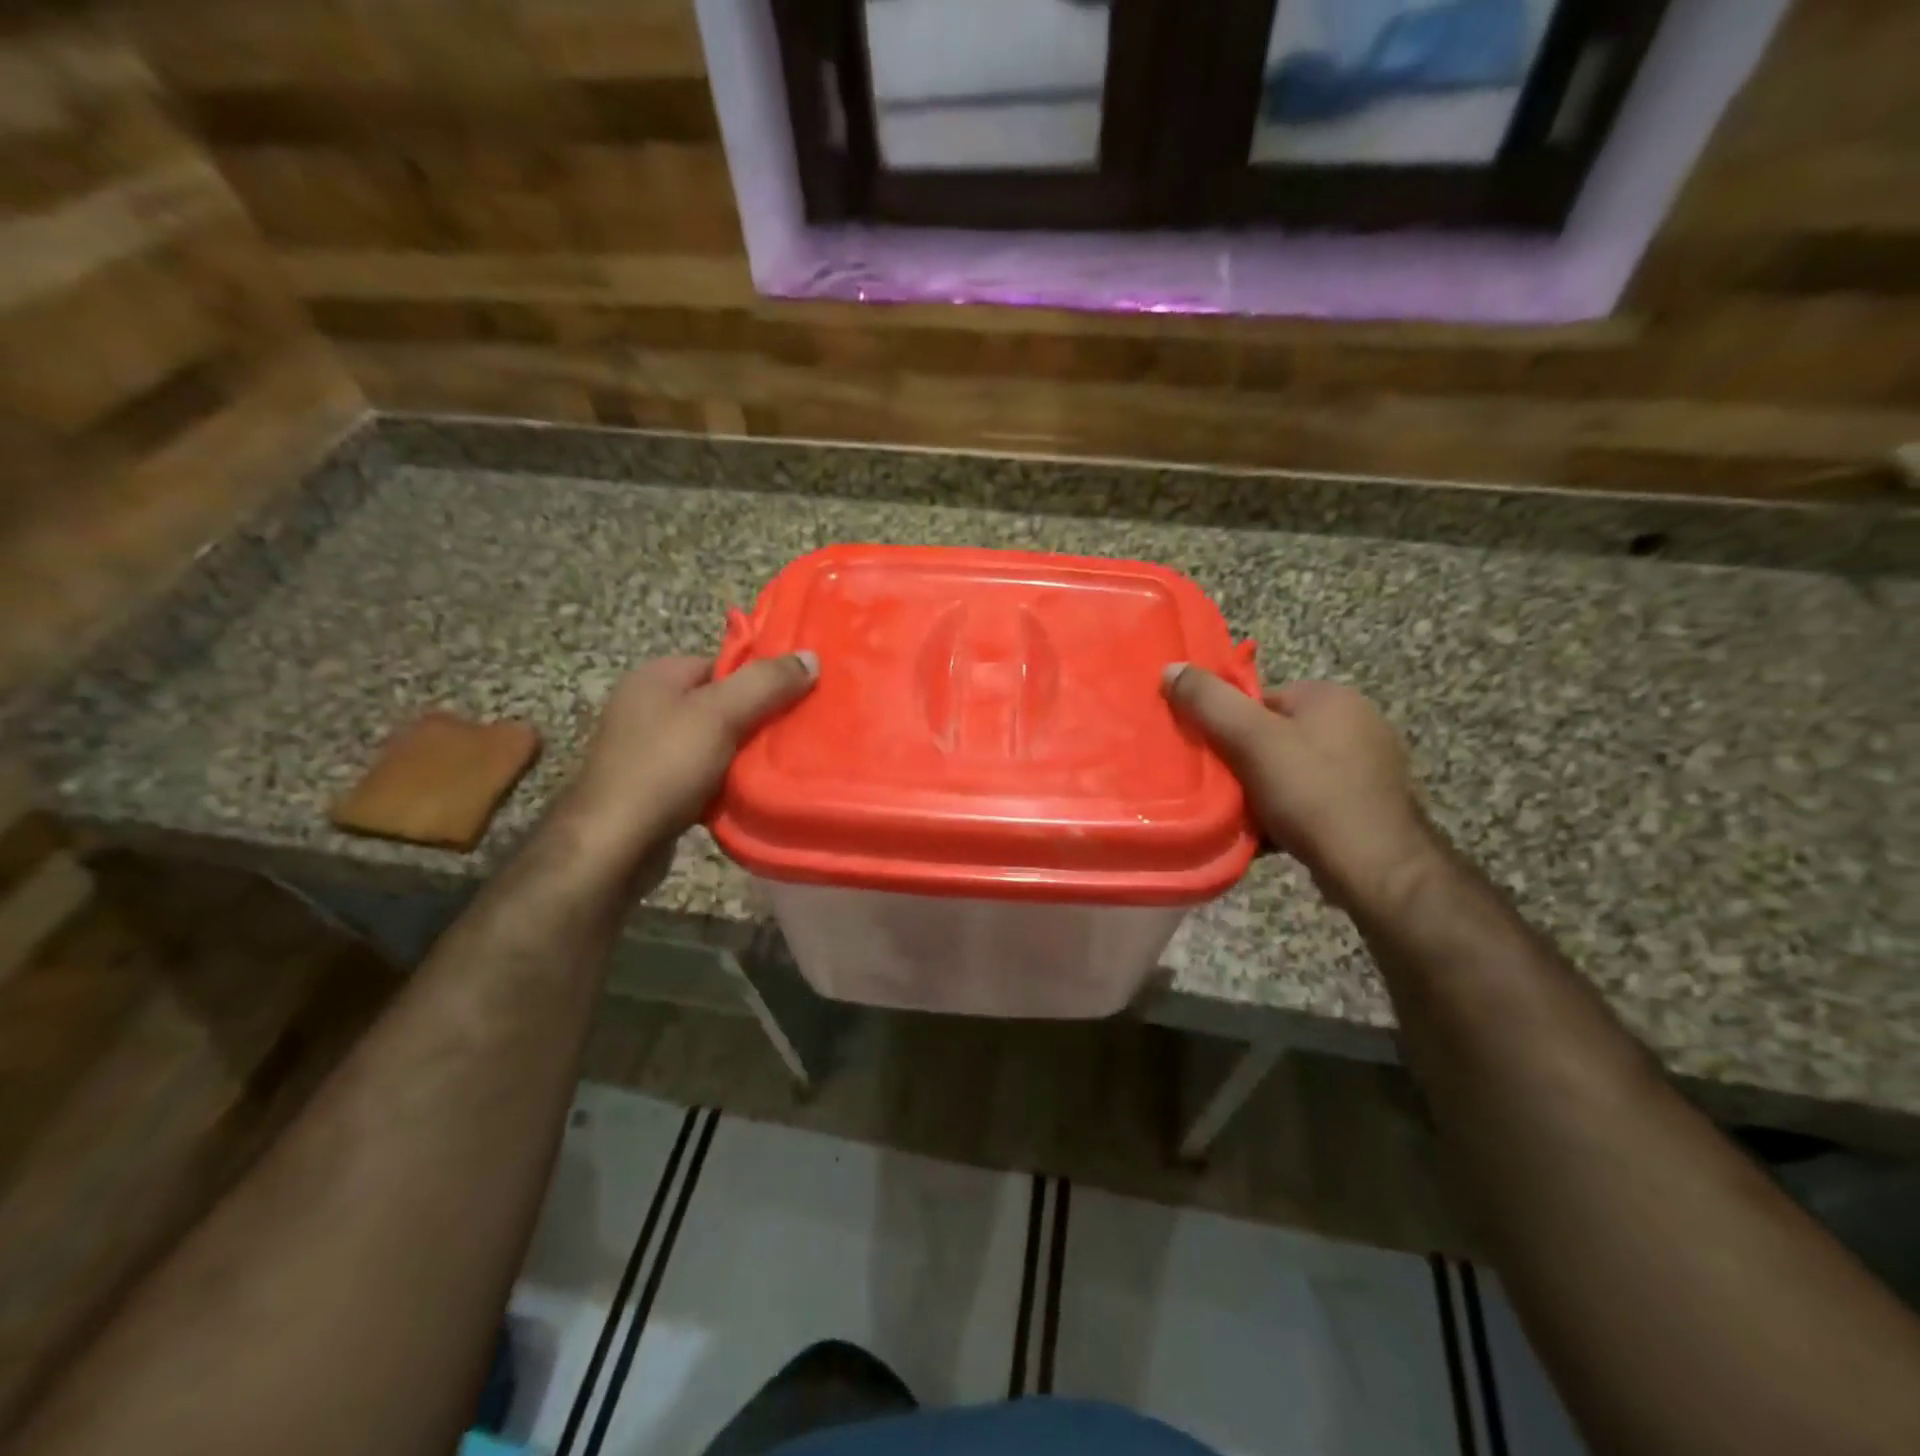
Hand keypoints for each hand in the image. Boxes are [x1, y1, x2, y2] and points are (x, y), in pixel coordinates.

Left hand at [557, 652, 817, 875]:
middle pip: (720, 703)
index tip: (797, 700)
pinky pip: (701, 774)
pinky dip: (724, 782)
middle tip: (794, 736)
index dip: (761, 680)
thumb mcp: (721, 715)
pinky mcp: (651, 786)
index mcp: (657, 676)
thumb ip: (766, 683)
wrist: (613, 845)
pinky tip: (745, 793)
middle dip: (756, 720)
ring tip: (778, 766)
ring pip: (713, 742)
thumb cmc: (665, 767)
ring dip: (742, 755)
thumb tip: (810, 657)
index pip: (723, 664)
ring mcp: (646, 748)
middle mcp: (647, 705)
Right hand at [1163, 666, 1436, 905]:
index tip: (1210, 758)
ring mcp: (1368, 766)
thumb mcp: (1251, 740)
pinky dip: (1288, 813)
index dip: (1228, 727)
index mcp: (1331, 696)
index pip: (1260, 699)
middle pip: (1274, 736)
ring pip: (1291, 771)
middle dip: (1245, 763)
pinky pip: (1312, 799)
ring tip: (1243, 817)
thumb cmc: (1312, 793)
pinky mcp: (1369, 804)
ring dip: (1263, 792)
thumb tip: (1171, 668)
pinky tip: (1271, 834)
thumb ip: (1209, 702)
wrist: (1375, 868)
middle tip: (1222, 790)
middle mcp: (1356, 722)